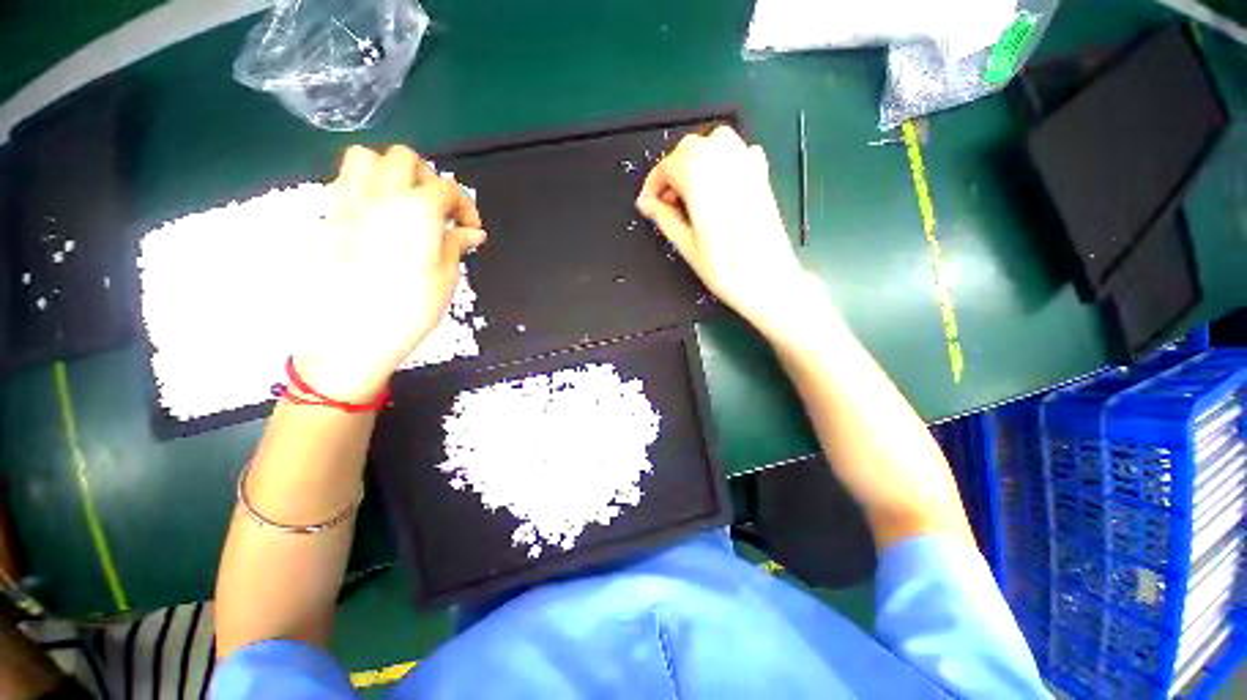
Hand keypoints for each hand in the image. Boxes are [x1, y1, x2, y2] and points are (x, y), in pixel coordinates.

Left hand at [298, 145, 485, 401]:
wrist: (354, 331)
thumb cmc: (410, 306)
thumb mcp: (446, 276)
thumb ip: (456, 244)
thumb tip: (472, 232)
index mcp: (417, 209)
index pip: (446, 188)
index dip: (465, 205)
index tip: (471, 228)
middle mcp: (381, 194)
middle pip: (405, 159)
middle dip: (429, 178)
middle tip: (440, 209)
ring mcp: (350, 202)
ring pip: (367, 157)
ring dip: (392, 171)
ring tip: (406, 201)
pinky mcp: (331, 216)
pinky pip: (346, 180)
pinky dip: (368, 185)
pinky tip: (381, 213)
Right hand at [635, 126, 809, 336]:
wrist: (768, 279)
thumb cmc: (723, 267)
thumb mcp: (685, 244)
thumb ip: (664, 217)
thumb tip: (647, 204)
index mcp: (699, 178)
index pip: (667, 166)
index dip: (652, 185)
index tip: (646, 205)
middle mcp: (723, 161)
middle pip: (689, 148)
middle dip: (672, 170)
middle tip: (666, 202)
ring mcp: (746, 165)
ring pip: (714, 141)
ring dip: (696, 159)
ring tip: (690, 192)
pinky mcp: (761, 175)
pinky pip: (738, 151)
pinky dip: (722, 160)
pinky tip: (718, 187)